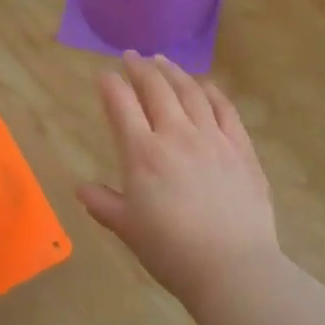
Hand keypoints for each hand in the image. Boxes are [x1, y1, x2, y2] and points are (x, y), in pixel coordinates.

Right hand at [78, 52, 279, 309]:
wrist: (233, 268)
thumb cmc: (171, 250)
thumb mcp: (126, 228)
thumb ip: (102, 203)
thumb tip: (82, 188)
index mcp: (142, 153)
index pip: (122, 106)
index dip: (111, 86)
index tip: (103, 74)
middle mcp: (176, 135)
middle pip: (156, 90)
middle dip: (140, 68)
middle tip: (132, 56)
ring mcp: (213, 139)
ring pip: (191, 93)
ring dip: (174, 72)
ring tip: (163, 61)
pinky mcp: (241, 149)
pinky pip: (226, 110)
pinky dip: (213, 92)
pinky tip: (206, 86)